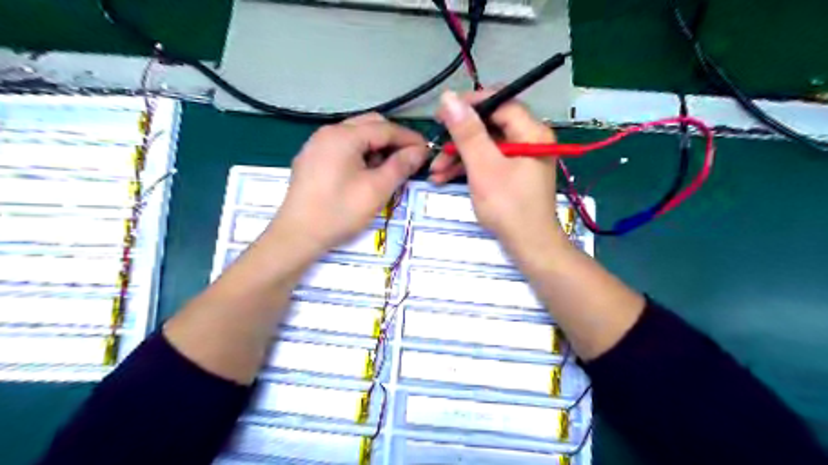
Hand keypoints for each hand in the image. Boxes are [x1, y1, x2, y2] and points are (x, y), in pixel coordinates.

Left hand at [272, 112, 426, 256]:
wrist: (298, 235)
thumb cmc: (340, 212)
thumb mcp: (376, 189)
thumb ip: (400, 166)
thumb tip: (420, 151)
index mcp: (343, 136)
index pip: (385, 128)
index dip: (409, 138)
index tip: (428, 150)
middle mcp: (328, 132)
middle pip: (369, 125)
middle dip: (392, 140)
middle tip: (409, 160)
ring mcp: (316, 145)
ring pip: (355, 135)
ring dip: (376, 147)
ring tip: (388, 169)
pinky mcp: (311, 159)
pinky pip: (342, 147)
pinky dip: (360, 153)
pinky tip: (365, 173)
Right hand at [431, 89, 565, 246]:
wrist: (529, 247)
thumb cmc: (508, 207)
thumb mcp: (484, 168)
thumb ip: (467, 133)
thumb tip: (449, 98)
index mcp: (531, 132)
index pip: (500, 102)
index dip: (470, 105)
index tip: (442, 114)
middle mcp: (530, 140)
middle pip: (490, 125)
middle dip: (459, 138)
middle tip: (436, 147)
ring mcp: (522, 157)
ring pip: (486, 145)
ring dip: (459, 156)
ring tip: (434, 172)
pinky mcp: (513, 173)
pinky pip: (489, 161)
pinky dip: (468, 168)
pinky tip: (445, 178)